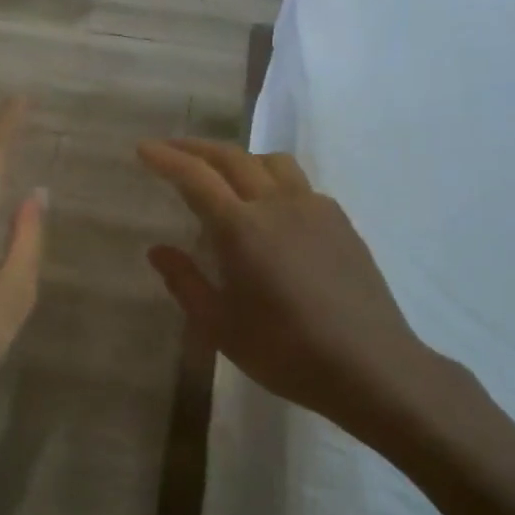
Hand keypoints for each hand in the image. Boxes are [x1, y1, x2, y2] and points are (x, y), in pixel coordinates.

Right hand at [138, 139, 450, 451]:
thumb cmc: (285, 350)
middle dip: (196, 148)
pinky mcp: (341, 223)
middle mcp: (278, 205)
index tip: (143, 148)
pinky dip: (272, 180)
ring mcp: (315, 209)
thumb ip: (185, 282)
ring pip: (272, 162)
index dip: (167, 159)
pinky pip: (299, 184)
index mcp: (242, 228)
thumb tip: (158, 250)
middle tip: (171, 149)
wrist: (371, 366)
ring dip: (239, 158)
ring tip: (222, 174)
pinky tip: (269, 210)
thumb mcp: (220, 325)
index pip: (196, 178)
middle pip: (233, 157)